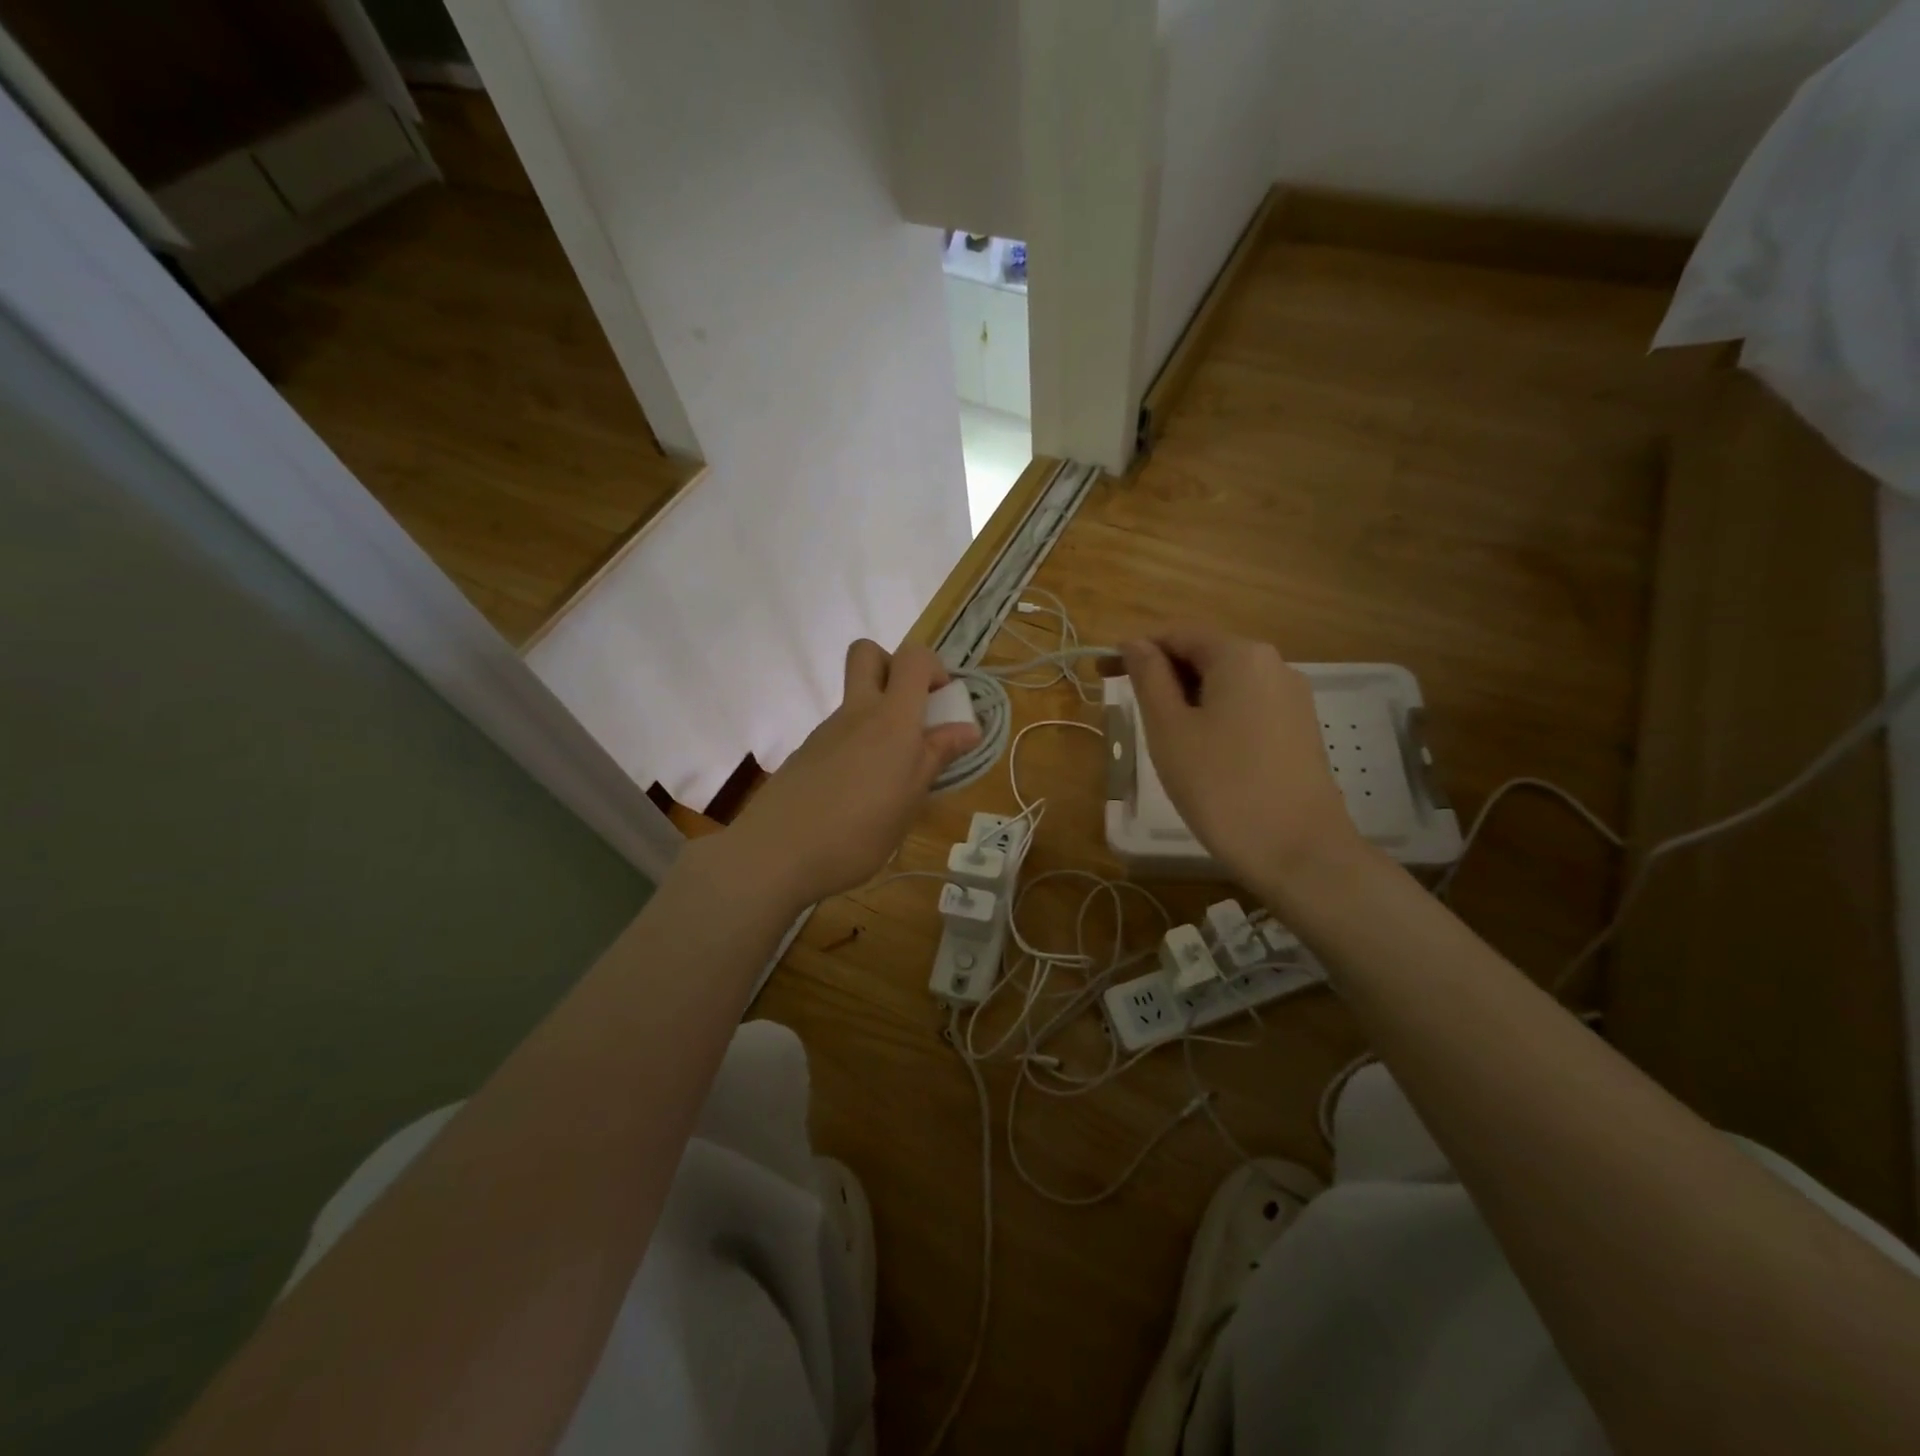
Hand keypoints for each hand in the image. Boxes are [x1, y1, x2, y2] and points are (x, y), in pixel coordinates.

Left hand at [724, 640, 979, 907]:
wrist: (775, 854)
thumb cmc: (858, 831)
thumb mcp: (910, 799)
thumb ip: (937, 757)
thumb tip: (968, 728)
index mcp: (891, 718)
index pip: (913, 657)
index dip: (933, 669)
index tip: (944, 705)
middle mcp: (856, 713)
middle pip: (868, 654)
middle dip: (894, 668)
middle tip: (913, 714)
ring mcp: (826, 731)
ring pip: (855, 701)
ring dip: (879, 718)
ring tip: (892, 776)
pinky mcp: (807, 754)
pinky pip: (840, 734)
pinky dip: (858, 748)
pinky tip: (859, 794)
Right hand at [1120, 625, 1360, 891]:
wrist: (1298, 852)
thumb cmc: (1221, 786)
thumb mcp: (1169, 729)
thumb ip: (1149, 678)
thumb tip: (1135, 644)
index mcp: (1240, 655)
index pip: (1177, 634)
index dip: (1135, 649)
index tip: (1101, 674)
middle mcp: (1274, 664)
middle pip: (1204, 655)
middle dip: (1162, 674)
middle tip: (1126, 709)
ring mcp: (1293, 698)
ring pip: (1225, 684)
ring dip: (1186, 698)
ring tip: (1160, 736)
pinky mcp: (1300, 729)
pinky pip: (1246, 707)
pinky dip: (1214, 715)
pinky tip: (1201, 751)